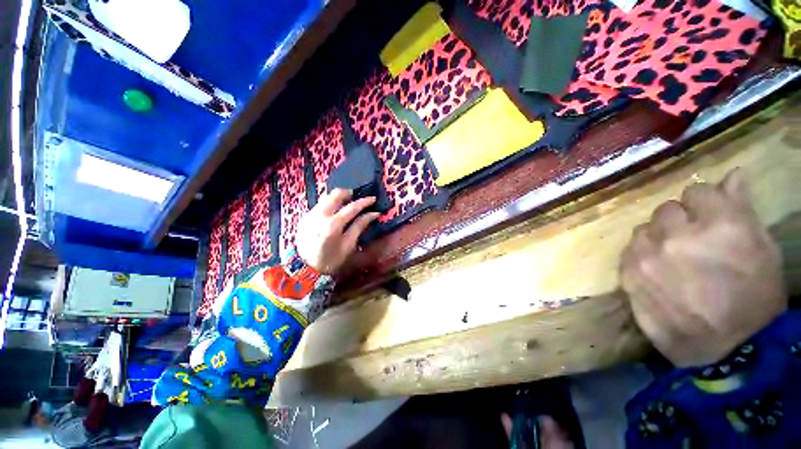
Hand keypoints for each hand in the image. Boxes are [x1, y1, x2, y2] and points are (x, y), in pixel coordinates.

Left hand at [296, 189, 379, 274]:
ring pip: (326, 197)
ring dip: (338, 198)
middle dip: (348, 193)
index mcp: (333, 225)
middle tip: (356, 198)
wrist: (305, 269)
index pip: (352, 207)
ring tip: (346, 204)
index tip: (373, 198)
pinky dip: (329, 205)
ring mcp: (310, 214)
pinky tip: (334, 213)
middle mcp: (319, 215)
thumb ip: (360, 226)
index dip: (364, 202)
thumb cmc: (331, 260)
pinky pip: (320, 205)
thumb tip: (373, 213)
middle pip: (335, 194)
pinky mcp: (305, 217)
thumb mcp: (348, 245)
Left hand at [620, 169, 786, 366]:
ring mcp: (647, 256)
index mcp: (719, 225)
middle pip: (665, 209)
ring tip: (673, 257)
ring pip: (643, 229)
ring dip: (657, 237)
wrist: (727, 352)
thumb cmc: (756, 302)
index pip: (696, 191)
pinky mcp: (628, 275)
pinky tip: (656, 268)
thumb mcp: (763, 250)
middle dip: (679, 220)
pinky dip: (641, 254)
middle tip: (691, 240)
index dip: (703, 203)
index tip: (707, 215)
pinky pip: (628, 251)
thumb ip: (741, 208)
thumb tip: (732, 175)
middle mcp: (677, 235)